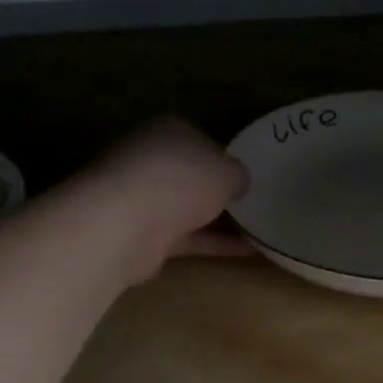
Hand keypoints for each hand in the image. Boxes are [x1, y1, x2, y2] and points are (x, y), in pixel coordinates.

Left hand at [78, 118, 251, 279]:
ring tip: (257, 231)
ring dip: (217, 220)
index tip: (246, 177)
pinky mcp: (142, 234)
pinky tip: (248, 252)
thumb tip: (237, 184)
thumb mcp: (229, 172)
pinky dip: (214, 243)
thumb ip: (238, 176)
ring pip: (187, 207)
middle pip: (191, 174)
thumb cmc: (181, 180)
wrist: (125, 223)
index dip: (225, 158)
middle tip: (252, 204)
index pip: (202, 140)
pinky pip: (188, 236)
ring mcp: (143, 197)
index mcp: (169, 130)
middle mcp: (151, 158)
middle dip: (217, 190)